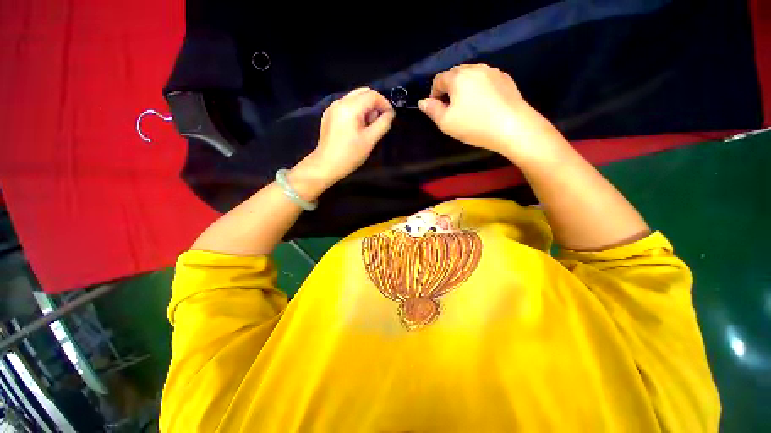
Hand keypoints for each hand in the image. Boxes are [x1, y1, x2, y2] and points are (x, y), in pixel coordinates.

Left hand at [299, 87, 394, 186]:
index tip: (390, 116)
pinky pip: (347, 106)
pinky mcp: (329, 115)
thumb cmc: (350, 155)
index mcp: (350, 107)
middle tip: (379, 121)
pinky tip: (357, 128)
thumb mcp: (370, 140)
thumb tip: (390, 113)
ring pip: (354, 98)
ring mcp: (332, 108)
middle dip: (375, 104)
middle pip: (362, 92)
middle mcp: (339, 102)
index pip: (372, 95)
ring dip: (366, 108)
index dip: (384, 103)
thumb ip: (382, 124)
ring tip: (369, 127)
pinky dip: (356, 111)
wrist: (326, 165)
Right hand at [419, 64, 554, 159]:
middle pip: (455, 74)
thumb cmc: (474, 125)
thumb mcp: (446, 122)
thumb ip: (432, 110)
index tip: (436, 108)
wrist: (512, 127)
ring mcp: (492, 71)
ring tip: (468, 106)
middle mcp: (475, 68)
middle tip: (452, 108)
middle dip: (449, 89)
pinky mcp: (505, 79)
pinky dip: (480, 88)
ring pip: (472, 76)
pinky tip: (484, 104)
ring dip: (465, 88)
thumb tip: (422, 102)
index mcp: (458, 77)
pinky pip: (486, 80)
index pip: (439, 79)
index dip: (434, 93)